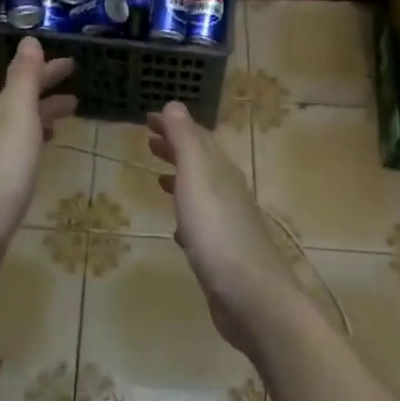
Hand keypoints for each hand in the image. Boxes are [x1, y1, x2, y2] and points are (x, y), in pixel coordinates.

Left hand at [0, 38, 76, 286]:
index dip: (48, 71)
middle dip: (47, 93)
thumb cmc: (3, 163)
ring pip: (24, 127)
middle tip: (77, 91)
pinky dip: (37, 141)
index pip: (26, 81)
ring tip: (67, 116)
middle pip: (24, 103)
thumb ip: (24, 76)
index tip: (73, 63)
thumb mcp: (18, 112)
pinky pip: (24, 151)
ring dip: (44, 116)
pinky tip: (45, 151)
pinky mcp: (2, 184)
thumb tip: (29, 38)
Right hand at [147, 102, 301, 357]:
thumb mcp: (197, 177)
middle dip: (176, 149)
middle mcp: (228, 192)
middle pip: (201, 162)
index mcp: (221, 171)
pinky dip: (187, 216)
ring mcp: (228, 224)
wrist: (250, 296)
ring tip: (159, 178)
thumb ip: (185, 141)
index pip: (197, 137)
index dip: (174, 125)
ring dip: (181, 180)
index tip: (149, 117)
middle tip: (149, 142)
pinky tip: (178, 230)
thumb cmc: (217, 231)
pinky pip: (202, 225)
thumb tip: (174, 104)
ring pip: (202, 192)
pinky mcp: (224, 254)